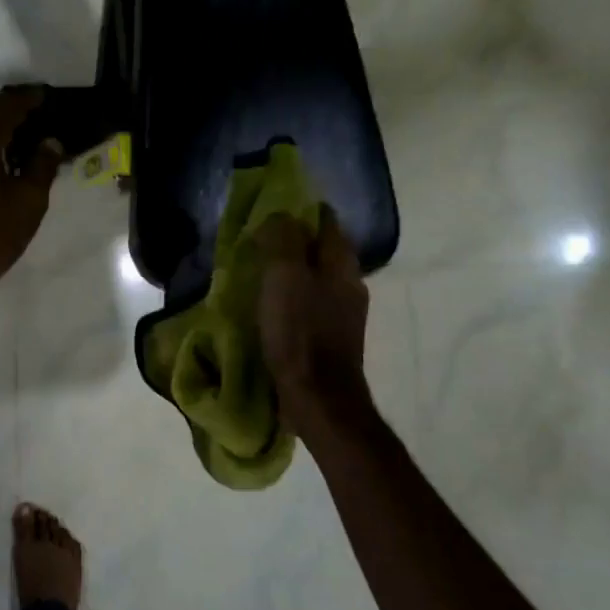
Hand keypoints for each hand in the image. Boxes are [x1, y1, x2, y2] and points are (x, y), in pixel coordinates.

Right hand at [256, 207, 372, 433]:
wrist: (318, 397)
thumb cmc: (299, 331)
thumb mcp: (284, 276)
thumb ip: (283, 239)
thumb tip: (280, 215)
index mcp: (341, 264)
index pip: (326, 222)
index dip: (300, 212)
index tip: (271, 211)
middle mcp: (350, 284)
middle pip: (322, 250)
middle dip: (294, 242)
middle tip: (259, 241)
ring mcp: (344, 314)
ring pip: (316, 278)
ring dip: (292, 272)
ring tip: (260, 273)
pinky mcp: (332, 338)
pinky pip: (311, 304)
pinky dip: (292, 298)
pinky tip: (271, 306)